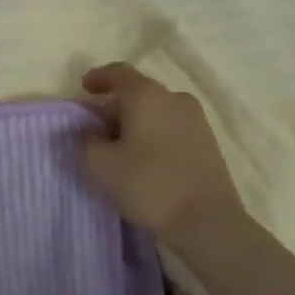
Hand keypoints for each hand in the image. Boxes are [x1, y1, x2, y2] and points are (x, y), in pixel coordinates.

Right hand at [80, 63, 240, 241]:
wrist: (209, 223)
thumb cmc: (148, 185)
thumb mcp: (99, 165)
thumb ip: (85, 140)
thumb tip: (90, 130)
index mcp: (145, 94)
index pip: (118, 72)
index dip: (98, 77)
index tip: (84, 89)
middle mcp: (173, 97)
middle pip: (138, 92)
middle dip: (116, 106)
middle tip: (99, 129)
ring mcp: (196, 120)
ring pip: (157, 110)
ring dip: (137, 122)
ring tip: (123, 148)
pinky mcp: (210, 143)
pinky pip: (174, 127)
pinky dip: (156, 134)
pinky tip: (148, 160)